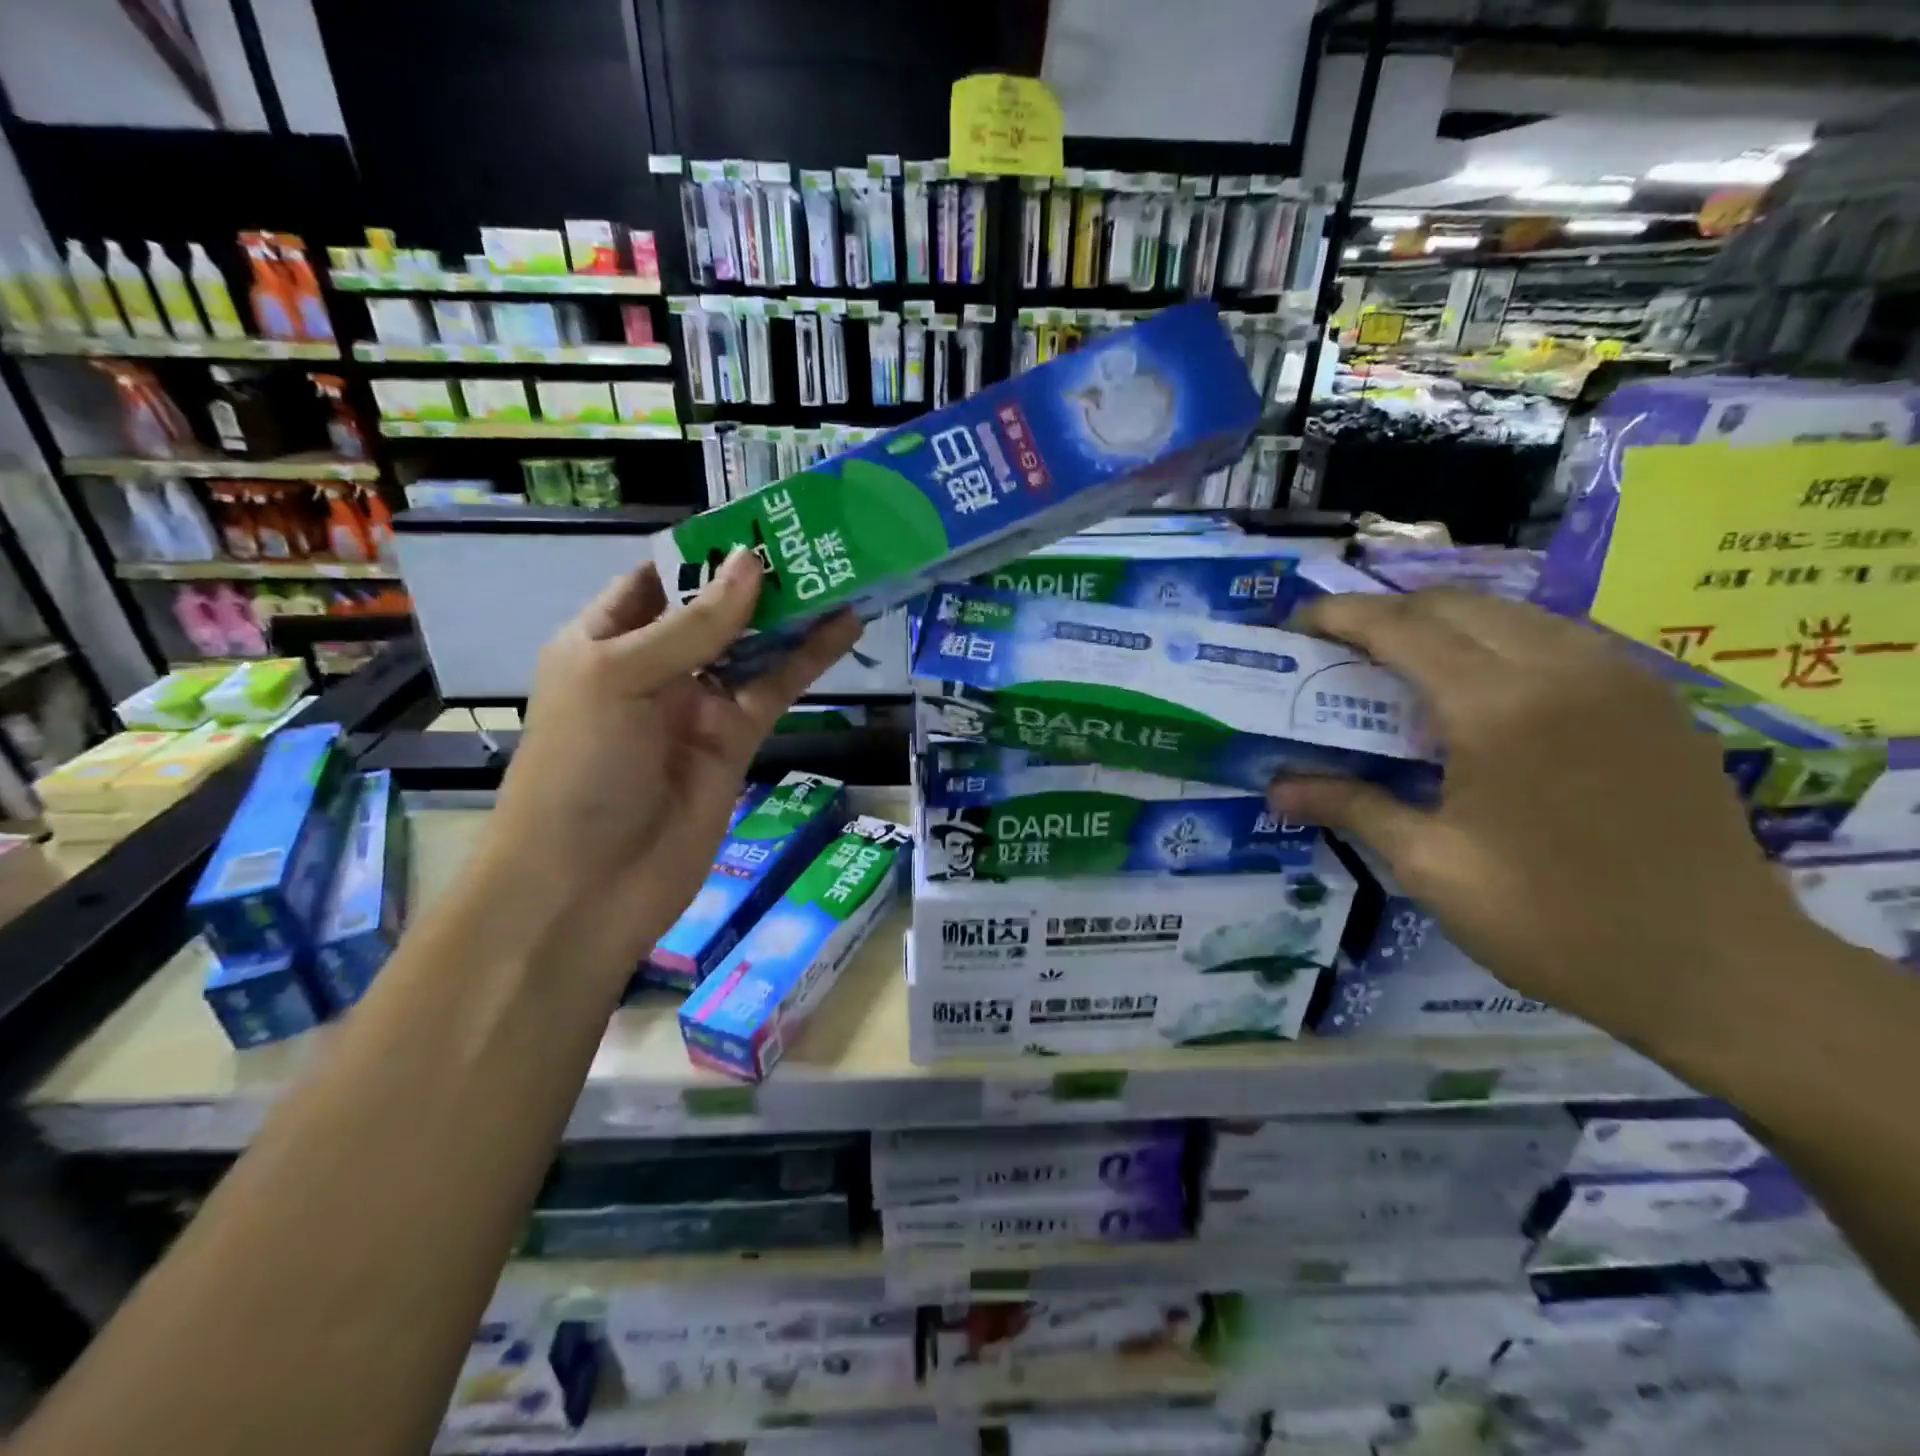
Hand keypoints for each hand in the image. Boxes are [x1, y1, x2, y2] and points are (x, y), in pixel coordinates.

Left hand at [471, 549, 861, 979]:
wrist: (587, 885)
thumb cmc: (581, 767)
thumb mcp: (620, 677)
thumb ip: (693, 625)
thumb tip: (753, 564)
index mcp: (605, 638)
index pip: (661, 577)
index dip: (708, 549)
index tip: (764, 519)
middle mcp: (655, 665)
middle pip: (716, 609)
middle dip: (761, 577)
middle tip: (819, 538)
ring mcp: (699, 704)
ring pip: (754, 646)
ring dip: (794, 613)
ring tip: (842, 571)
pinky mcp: (737, 740)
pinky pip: (776, 688)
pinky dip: (809, 659)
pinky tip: (844, 626)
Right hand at [1268, 590, 1815, 1047]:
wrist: (1719, 970)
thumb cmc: (1553, 921)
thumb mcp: (1432, 867)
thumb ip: (1351, 807)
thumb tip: (1273, 790)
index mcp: (1498, 708)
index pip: (1401, 629)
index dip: (1341, 617)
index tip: (1298, 622)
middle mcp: (1561, 669)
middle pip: (1455, 605)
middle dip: (1387, 613)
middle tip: (1341, 648)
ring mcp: (1618, 677)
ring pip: (1511, 613)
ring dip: (1445, 624)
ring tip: (1401, 664)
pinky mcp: (1653, 699)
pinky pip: (1558, 638)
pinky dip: (1500, 642)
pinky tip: (1481, 690)